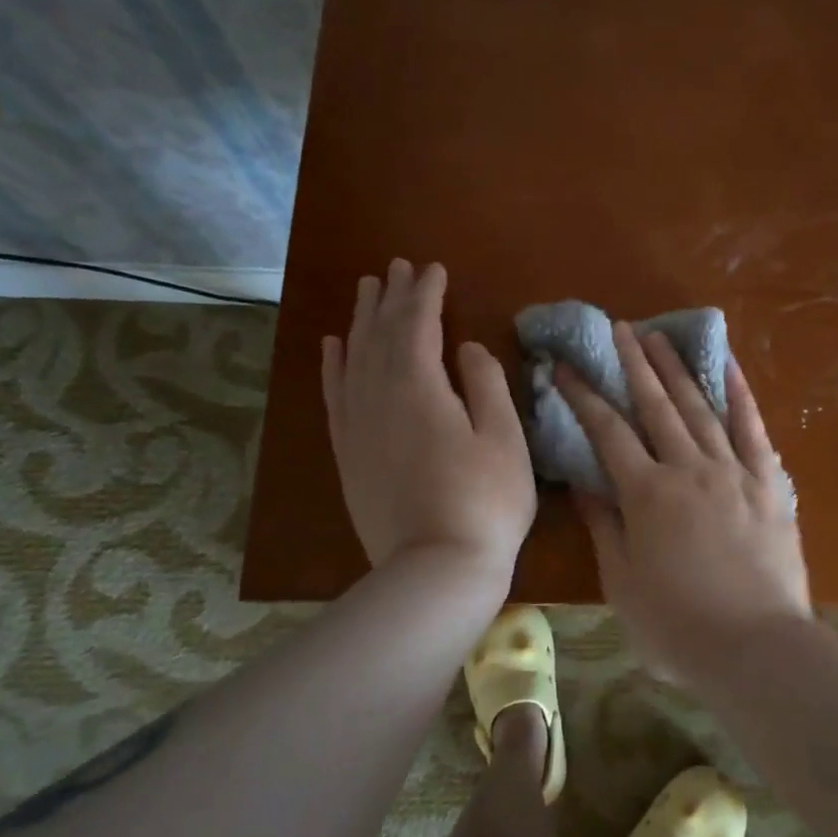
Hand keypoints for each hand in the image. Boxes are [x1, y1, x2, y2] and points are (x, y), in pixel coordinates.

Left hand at [321, 260, 535, 580]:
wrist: (436, 569)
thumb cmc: (486, 502)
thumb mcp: (504, 438)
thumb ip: (485, 384)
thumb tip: (466, 348)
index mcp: (420, 388)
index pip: (418, 325)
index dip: (426, 294)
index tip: (434, 269)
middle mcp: (378, 396)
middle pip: (381, 334)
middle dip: (391, 297)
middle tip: (397, 267)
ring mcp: (357, 426)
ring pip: (353, 357)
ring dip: (361, 319)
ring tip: (367, 289)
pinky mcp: (348, 454)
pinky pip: (335, 395)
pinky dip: (333, 365)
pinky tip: (334, 346)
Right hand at [557, 324, 809, 680]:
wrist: (755, 647)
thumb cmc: (677, 626)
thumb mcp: (622, 583)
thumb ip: (605, 526)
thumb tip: (586, 483)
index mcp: (647, 494)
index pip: (608, 432)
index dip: (584, 396)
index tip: (566, 366)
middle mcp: (688, 469)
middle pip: (655, 406)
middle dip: (634, 364)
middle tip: (620, 328)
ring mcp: (733, 471)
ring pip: (699, 408)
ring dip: (678, 369)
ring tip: (660, 336)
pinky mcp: (769, 483)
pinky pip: (753, 428)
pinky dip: (740, 393)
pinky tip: (728, 366)